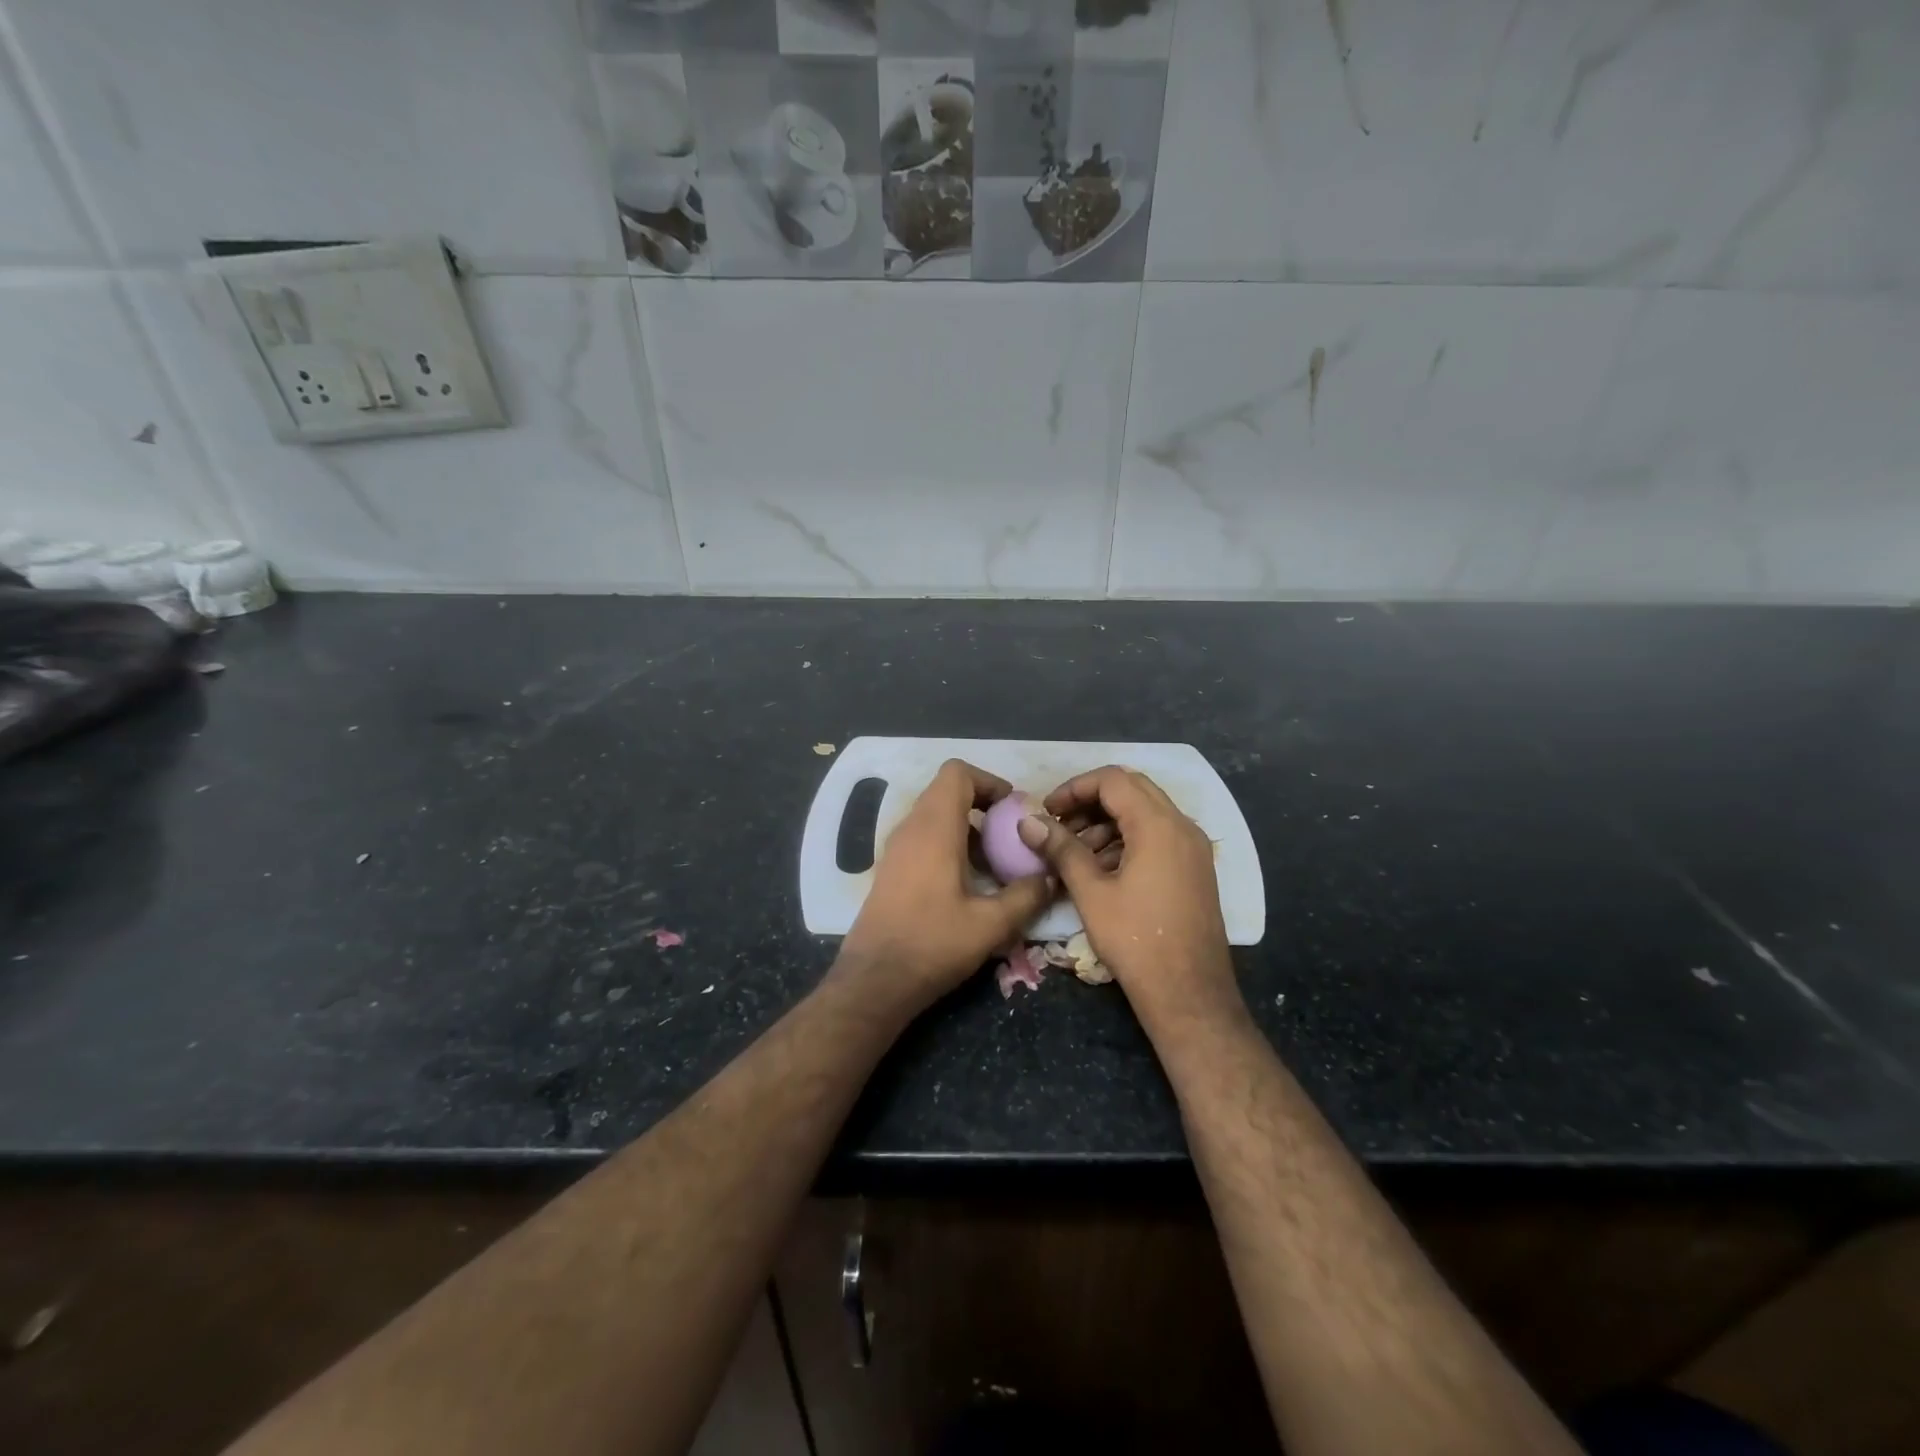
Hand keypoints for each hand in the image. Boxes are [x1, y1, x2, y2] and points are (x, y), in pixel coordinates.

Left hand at [836, 759, 1053, 1013]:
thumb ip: (1027, 896)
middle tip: (1011, 837)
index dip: (989, 781)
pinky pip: (924, 838)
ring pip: (935, 816)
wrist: (875, 981)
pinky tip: (968, 884)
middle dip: (983, 806)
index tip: (1013, 810)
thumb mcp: (991, 924)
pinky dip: (949, 844)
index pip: (957, 772)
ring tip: (995, 864)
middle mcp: (910, 828)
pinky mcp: (891, 869)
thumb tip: (1049, 877)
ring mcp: (896, 848)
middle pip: (947, 791)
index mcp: (934, 828)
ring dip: (968, 828)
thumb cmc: (933, 944)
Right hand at [1017, 766, 1239, 1025]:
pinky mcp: (1195, 869)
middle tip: (1060, 824)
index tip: (1047, 810)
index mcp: (1158, 825)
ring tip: (1075, 852)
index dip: (1074, 788)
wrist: (1189, 993)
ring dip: (1108, 822)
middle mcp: (1182, 827)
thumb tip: (1028, 822)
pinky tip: (1102, 869)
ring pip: (1146, 813)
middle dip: (1091, 801)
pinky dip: (1128, 839)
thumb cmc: (1136, 940)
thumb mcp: (1091, 892)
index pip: (1113, 780)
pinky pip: (1158, 836)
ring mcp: (1194, 848)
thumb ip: (1061, 849)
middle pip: (1132, 789)